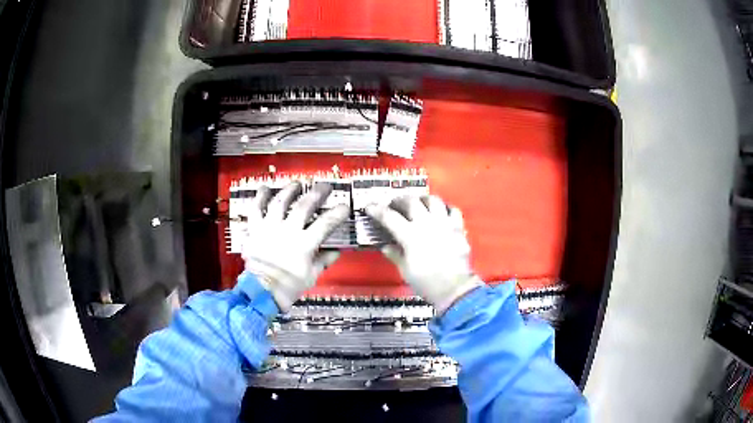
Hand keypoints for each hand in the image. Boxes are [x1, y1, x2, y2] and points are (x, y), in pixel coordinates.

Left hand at [241, 182, 349, 311]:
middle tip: (325, 186)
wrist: (261, 292)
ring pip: (280, 202)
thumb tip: (336, 251)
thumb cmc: (288, 286)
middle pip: (304, 206)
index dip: (337, 213)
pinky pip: (256, 209)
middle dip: (317, 193)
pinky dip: (260, 197)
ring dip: (290, 190)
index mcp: (304, 244)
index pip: (325, 224)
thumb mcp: (311, 276)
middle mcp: (287, 231)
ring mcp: (269, 228)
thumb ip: (323, 261)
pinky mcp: (255, 229)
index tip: (344, 206)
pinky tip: (265, 187)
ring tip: (297, 184)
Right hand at [366, 195, 483, 313]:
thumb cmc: (426, 282)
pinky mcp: (458, 228)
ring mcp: (444, 223)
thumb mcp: (405, 270)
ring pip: (433, 200)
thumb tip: (386, 246)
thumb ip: (395, 254)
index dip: (377, 210)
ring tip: (419, 204)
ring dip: (423, 199)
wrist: (454, 288)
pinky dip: (445, 208)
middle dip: (400, 200)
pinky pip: (452, 210)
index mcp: (409, 235)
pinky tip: (441, 213)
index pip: (389, 217)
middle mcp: (426, 223)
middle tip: (395, 205)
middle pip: (411, 202)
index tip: (370, 207)